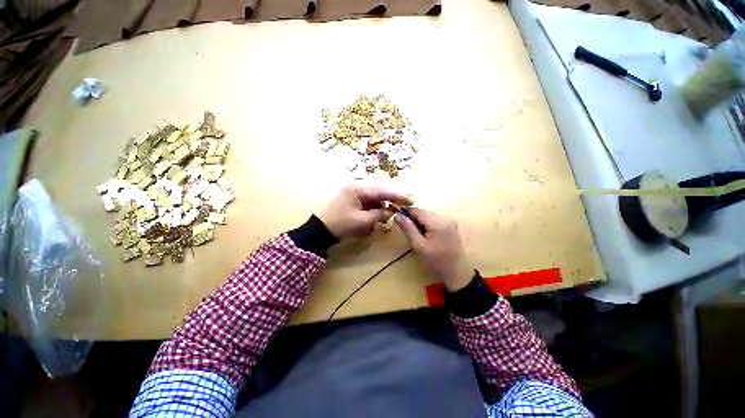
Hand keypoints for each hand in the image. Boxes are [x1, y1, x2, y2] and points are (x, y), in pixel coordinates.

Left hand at [318, 185, 412, 239]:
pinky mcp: (352, 202)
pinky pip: (366, 206)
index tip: (409, 200)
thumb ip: (379, 214)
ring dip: (378, 210)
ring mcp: (353, 195)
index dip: (396, 196)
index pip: (381, 192)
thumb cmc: (341, 224)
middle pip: (377, 195)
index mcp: (358, 189)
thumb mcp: (363, 221)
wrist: (321, 232)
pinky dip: (371, 213)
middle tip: (397, 212)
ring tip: (381, 221)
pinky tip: (372, 221)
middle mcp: (356, 189)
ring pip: (373, 201)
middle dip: (387, 204)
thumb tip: (391, 211)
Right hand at [395, 208, 472, 291]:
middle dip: (413, 219)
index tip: (396, 217)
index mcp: (438, 222)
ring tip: (415, 234)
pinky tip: (424, 236)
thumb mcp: (419, 246)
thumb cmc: (436, 261)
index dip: (406, 212)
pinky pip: (434, 221)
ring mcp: (449, 222)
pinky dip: (426, 226)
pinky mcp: (450, 227)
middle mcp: (445, 218)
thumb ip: (408, 229)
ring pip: (428, 217)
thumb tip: (397, 215)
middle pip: (423, 213)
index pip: (418, 211)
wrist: (457, 273)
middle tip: (405, 229)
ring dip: (419, 222)